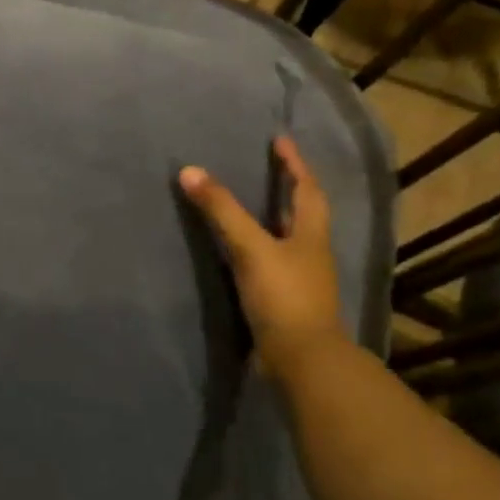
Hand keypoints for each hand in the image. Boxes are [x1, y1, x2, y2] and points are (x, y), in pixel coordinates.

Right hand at [180, 137, 343, 379]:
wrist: (301, 359)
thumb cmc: (283, 296)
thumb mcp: (250, 248)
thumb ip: (221, 211)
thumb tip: (189, 170)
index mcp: (310, 234)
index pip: (306, 189)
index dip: (294, 163)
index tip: (280, 141)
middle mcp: (310, 253)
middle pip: (302, 213)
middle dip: (287, 189)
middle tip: (267, 170)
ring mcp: (299, 279)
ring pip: (288, 239)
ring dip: (273, 219)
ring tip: (251, 205)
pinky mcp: (284, 301)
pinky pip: (271, 263)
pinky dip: (258, 249)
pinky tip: (239, 253)